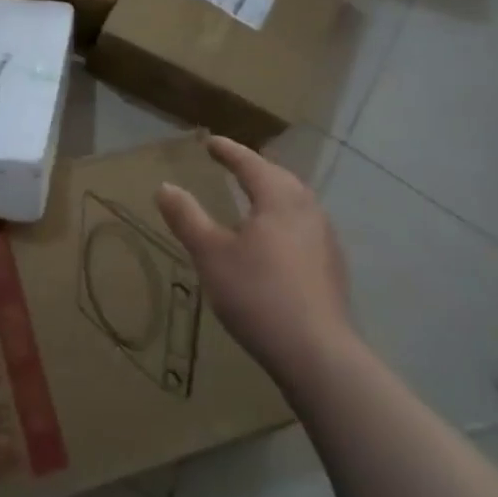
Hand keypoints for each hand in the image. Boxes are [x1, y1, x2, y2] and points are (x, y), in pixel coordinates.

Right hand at [156, 136, 354, 385]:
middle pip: (278, 178)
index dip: (228, 151)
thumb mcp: (210, 254)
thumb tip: (165, 187)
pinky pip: (304, 227)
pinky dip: (283, 220)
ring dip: (272, 193)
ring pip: (295, 202)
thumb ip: (187, 217)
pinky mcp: (332, 267)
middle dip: (254, 168)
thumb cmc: (258, 294)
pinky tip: (273, 240)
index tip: (210, 142)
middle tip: (232, 164)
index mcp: (279, 198)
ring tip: (252, 198)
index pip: (250, 163)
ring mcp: (325, 239)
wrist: (317, 354)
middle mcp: (308, 210)